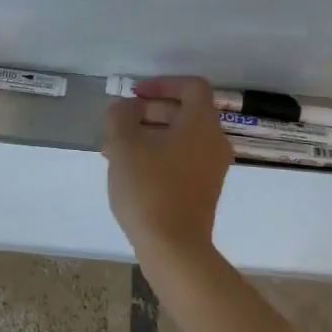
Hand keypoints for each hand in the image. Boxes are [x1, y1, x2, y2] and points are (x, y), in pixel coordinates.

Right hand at [101, 77, 232, 254]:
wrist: (175, 248)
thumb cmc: (149, 189)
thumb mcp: (123, 145)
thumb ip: (120, 116)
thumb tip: (125, 108)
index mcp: (201, 123)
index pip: (191, 86)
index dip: (162, 83)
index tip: (135, 95)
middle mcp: (214, 141)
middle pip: (185, 112)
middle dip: (150, 111)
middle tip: (120, 122)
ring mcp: (212, 168)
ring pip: (181, 138)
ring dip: (151, 135)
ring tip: (117, 149)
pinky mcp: (204, 190)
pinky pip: (183, 159)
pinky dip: (159, 155)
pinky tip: (131, 171)